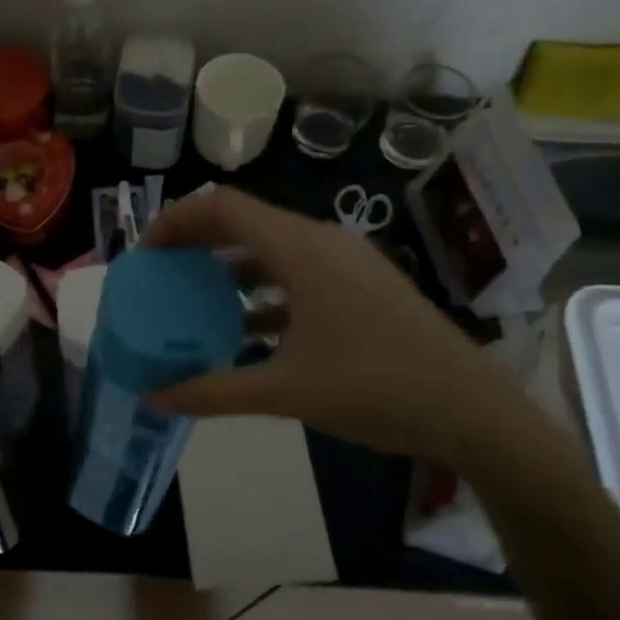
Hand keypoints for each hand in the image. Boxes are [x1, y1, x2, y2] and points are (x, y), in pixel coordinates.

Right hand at [143, 188, 522, 465]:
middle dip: (198, 243)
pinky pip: (300, 272)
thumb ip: (213, 391)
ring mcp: (349, 262)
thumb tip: (153, 398)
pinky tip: (249, 330)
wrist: (474, 412)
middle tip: (162, 274)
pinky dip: (264, 289)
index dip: (176, 220)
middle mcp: (323, 242)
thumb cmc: (376, 390)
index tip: (145, 253)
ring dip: (231, 267)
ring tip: (196, 300)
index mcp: (301, 251)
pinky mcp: (365, 286)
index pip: (223, 207)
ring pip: (274, 248)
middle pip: (246, 222)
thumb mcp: (285, 392)